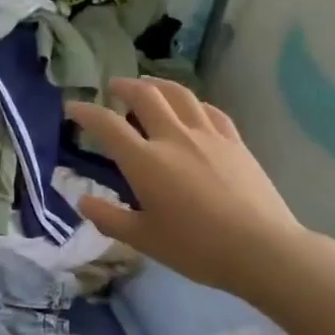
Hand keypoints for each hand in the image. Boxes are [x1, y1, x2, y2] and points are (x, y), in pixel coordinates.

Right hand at [65, 78, 307, 299]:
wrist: (262, 250)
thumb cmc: (197, 248)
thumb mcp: (143, 239)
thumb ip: (108, 218)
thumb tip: (81, 201)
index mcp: (145, 161)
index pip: (106, 124)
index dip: (85, 111)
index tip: (72, 107)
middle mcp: (173, 137)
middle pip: (145, 96)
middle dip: (124, 86)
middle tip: (113, 87)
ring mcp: (208, 136)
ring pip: (179, 94)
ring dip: (157, 84)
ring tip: (148, 85)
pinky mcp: (234, 142)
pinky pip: (209, 110)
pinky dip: (192, 102)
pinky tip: (191, 108)